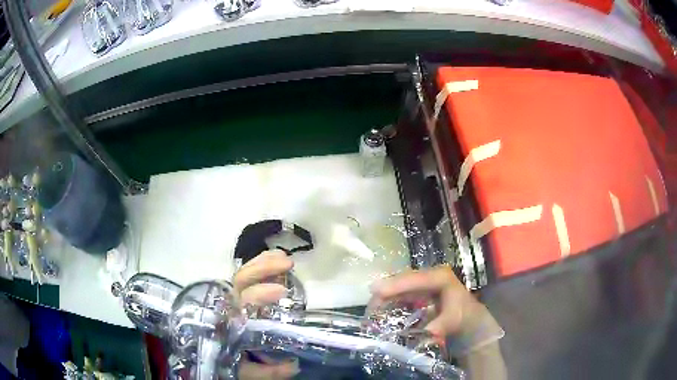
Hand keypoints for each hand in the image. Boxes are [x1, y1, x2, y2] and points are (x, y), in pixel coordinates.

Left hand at [233, 250, 299, 379]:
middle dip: (264, 268)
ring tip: (284, 256)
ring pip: (241, 273)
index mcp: (230, 322)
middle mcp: (228, 305)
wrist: (204, 356)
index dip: (261, 294)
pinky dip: (259, 265)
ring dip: (263, 262)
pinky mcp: (235, 296)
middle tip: (288, 262)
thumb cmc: (223, 361)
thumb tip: (295, 366)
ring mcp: (231, 298)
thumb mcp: (244, 371)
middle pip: (241, 280)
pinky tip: (274, 259)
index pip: (243, 303)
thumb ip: (266, 371)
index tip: (282, 290)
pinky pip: (245, 276)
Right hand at [369, 265, 505, 378]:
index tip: (377, 291)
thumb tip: (427, 332)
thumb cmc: (462, 317)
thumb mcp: (454, 321)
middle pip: (403, 280)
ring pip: (399, 286)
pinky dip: (389, 301)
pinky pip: (400, 293)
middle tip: (368, 304)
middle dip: (385, 290)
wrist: (468, 319)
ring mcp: (422, 282)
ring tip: (370, 309)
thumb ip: (441, 325)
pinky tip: (379, 310)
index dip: (396, 284)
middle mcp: (429, 275)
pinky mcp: (417, 290)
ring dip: (384, 297)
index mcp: (440, 277)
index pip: (415, 279)